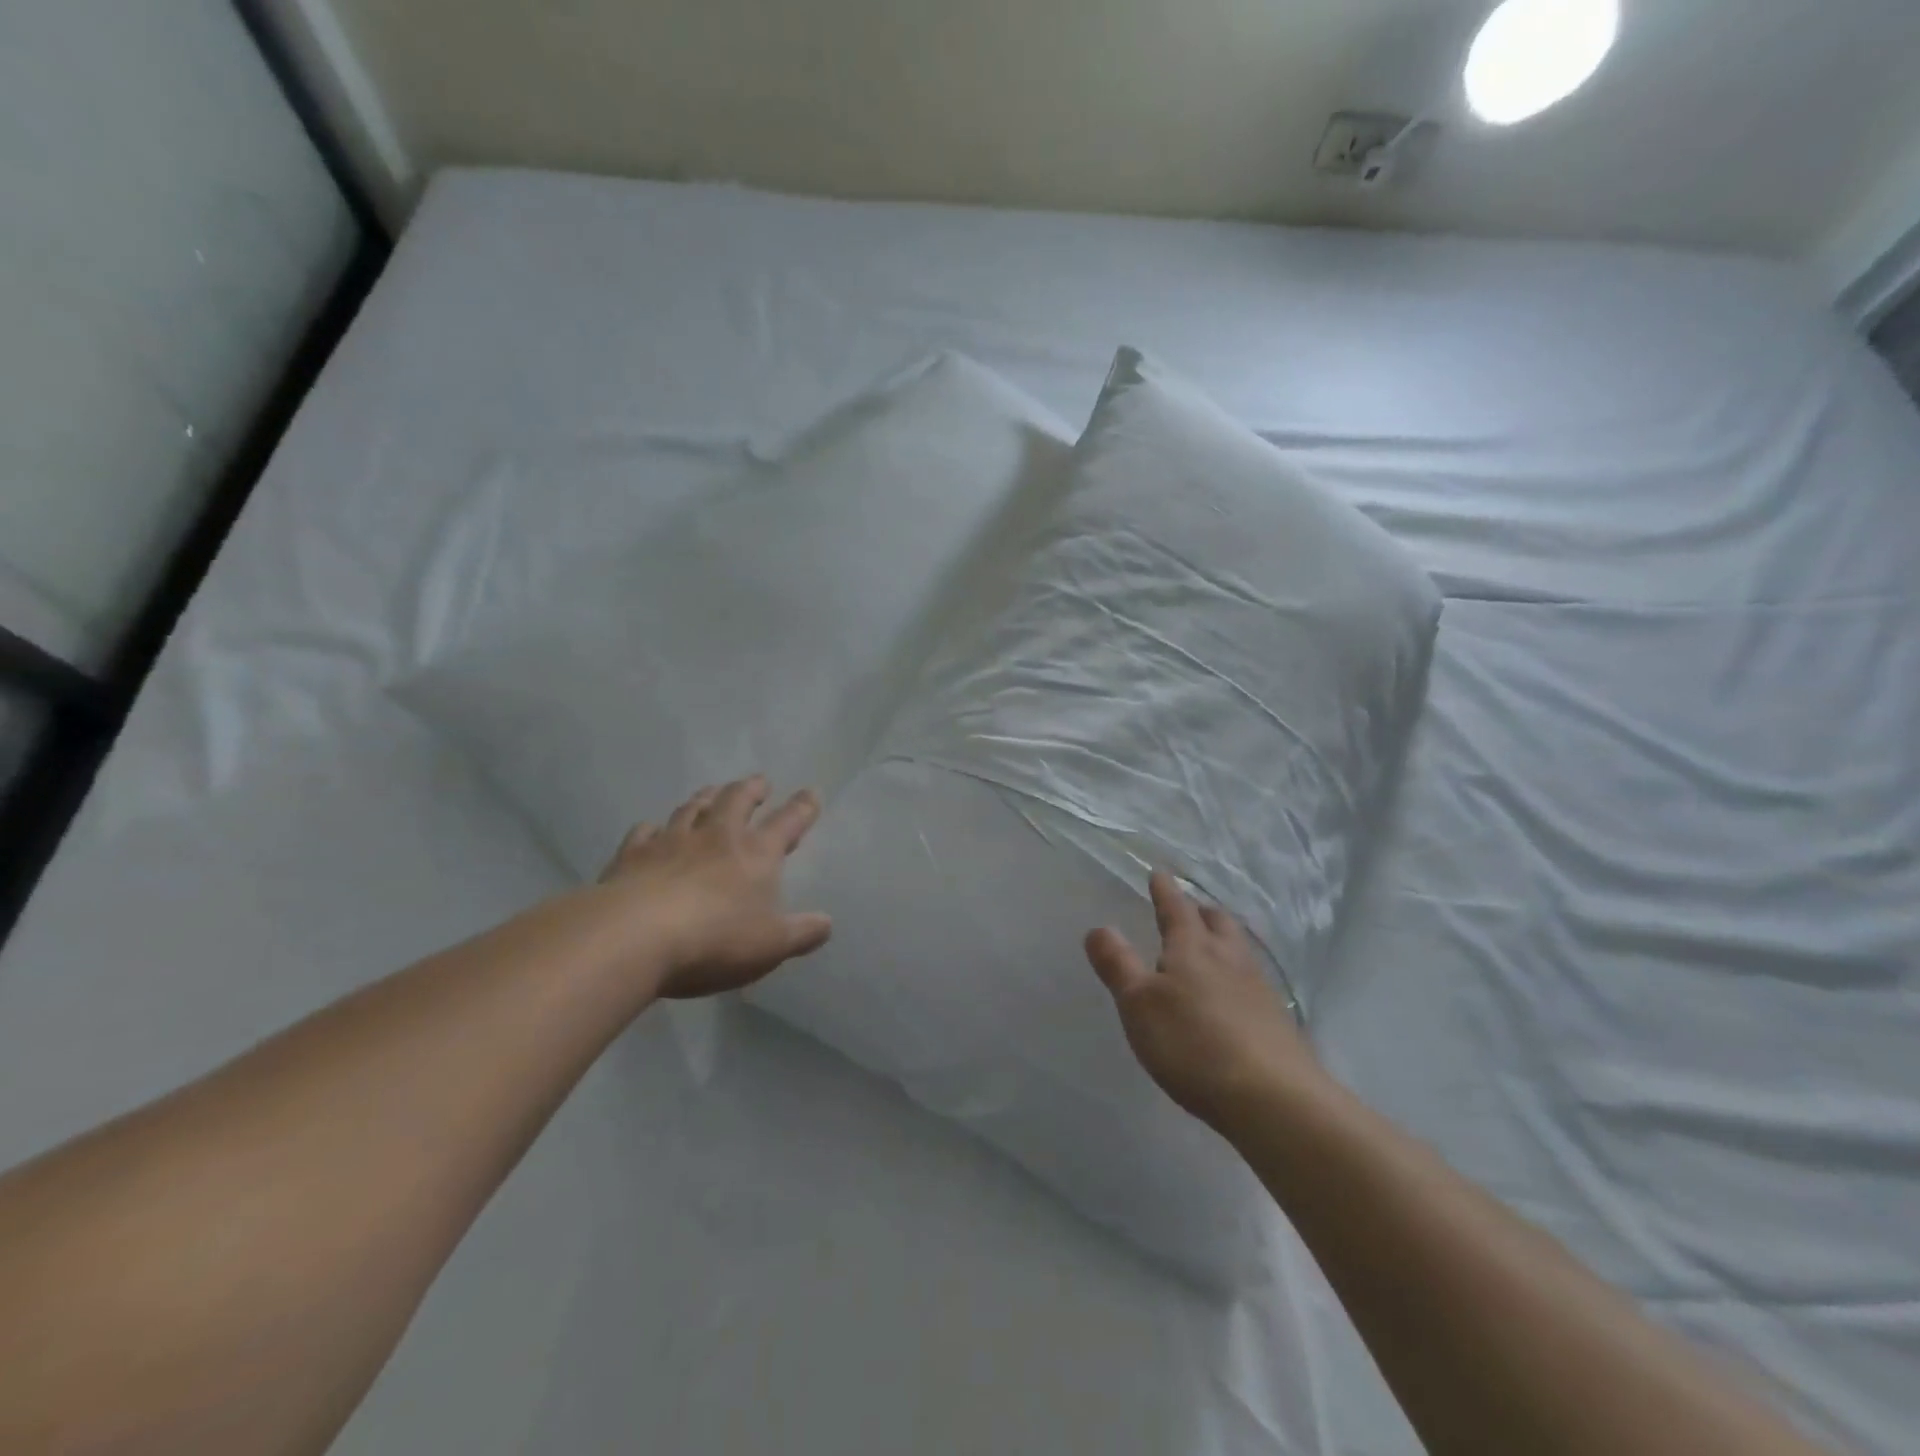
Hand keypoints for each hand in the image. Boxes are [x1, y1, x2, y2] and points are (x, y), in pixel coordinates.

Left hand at [597, 775, 832, 999]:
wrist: (633, 937)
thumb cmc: (714, 941)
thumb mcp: (771, 945)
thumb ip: (801, 933)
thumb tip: (826, 923)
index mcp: (756, 855)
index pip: (786, 823)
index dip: (802, 808)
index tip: (810, 793)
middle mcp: (716, 837)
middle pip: (736, 801)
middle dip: (751, 789)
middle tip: (759, 781)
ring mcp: (670, 842)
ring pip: (691, 808)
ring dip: (705, 797)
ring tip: (711, 791)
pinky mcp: (632, 855)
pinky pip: (644, 832)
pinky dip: (652, 827)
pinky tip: (651, 828)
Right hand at [1084, 872, 1319, 1131]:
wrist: (1273, 1097)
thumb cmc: (1193, 1043)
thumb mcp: (1139, 1004)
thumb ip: (1118, 965)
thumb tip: (1098, 928)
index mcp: (1192, 948)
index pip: (1176, 909)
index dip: (1165, 891)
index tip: (1159, 873)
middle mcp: (1229, 958)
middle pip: (1217, 922)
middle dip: (1200, 911)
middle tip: (1190, 907)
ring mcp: (1258, 988)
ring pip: (1239, 948)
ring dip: (1223, 938)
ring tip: (1213, 943)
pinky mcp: (1276, 1020)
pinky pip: (1253, 980)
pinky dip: (1238, 973)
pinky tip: (1235, 992)